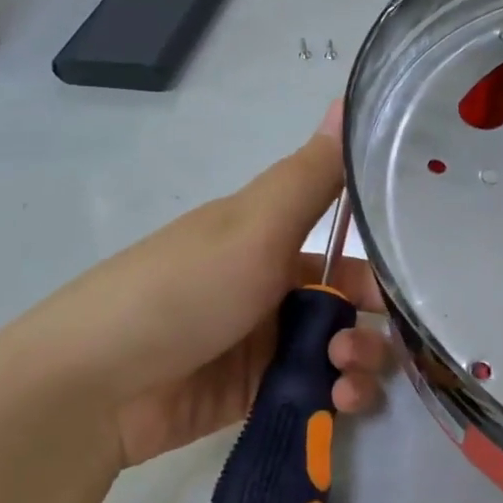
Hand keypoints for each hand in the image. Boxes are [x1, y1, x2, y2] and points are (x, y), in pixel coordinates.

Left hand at [0, 102, 389, 467]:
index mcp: (268, 239)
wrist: (97, 384)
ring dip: (358, 365)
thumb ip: (311, 176)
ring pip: (336, 353)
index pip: (343, 247)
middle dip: (368, 327)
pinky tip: (338, 404)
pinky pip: (314, 393)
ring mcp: (262, 345)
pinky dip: (336, 399)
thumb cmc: (182, 291)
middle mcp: (270, 289)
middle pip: (345, 307)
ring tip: (345, 384)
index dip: (376, 267)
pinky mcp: (256, 394)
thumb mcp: (253, 226)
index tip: (405, 291)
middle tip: (356, 351)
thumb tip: (350, 98)